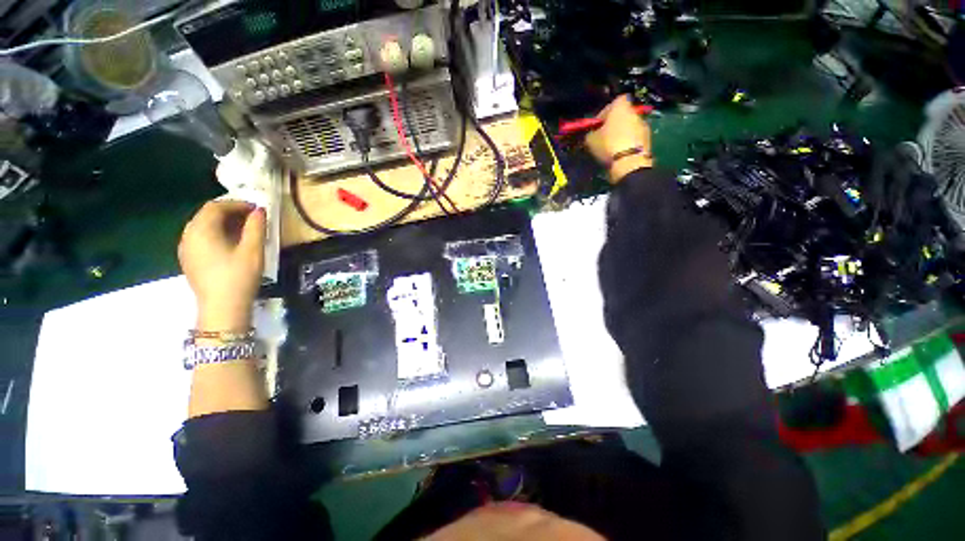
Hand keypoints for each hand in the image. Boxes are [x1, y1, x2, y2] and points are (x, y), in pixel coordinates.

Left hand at [178, 201, 265, 331]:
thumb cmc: (239, 277)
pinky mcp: (189, 259)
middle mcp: (188, 235)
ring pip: (203, 226)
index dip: (237, 204)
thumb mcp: (253, 250)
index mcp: (201, 230)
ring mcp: (186, 248)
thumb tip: (259, 211)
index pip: (216, 206)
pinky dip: (216, 233)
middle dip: (230, 212)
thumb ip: (256, 227)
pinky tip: (231, 243)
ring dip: (223, 223)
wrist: (222, 307)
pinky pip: (201, 237)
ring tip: (244, 230)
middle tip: (252, 218)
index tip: (257, 210)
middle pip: (206, 214)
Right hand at [585, 95, 652, 183]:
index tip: (598, 124)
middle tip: (604, 137)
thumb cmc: (608, 145)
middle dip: (614, 124)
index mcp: (621, 107)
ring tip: (612, 148)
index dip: (606, 112)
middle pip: (623, 115)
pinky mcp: (648, 139)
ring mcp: (643, 125)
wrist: (629, 162)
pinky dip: (628, 143)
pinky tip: (621, 154)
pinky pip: (635, 138)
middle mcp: (634, 112)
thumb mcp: (590, 140)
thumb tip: (591, 134)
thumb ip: (590, 133)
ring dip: (622, 134)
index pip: (615, 102)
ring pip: (629, 127)